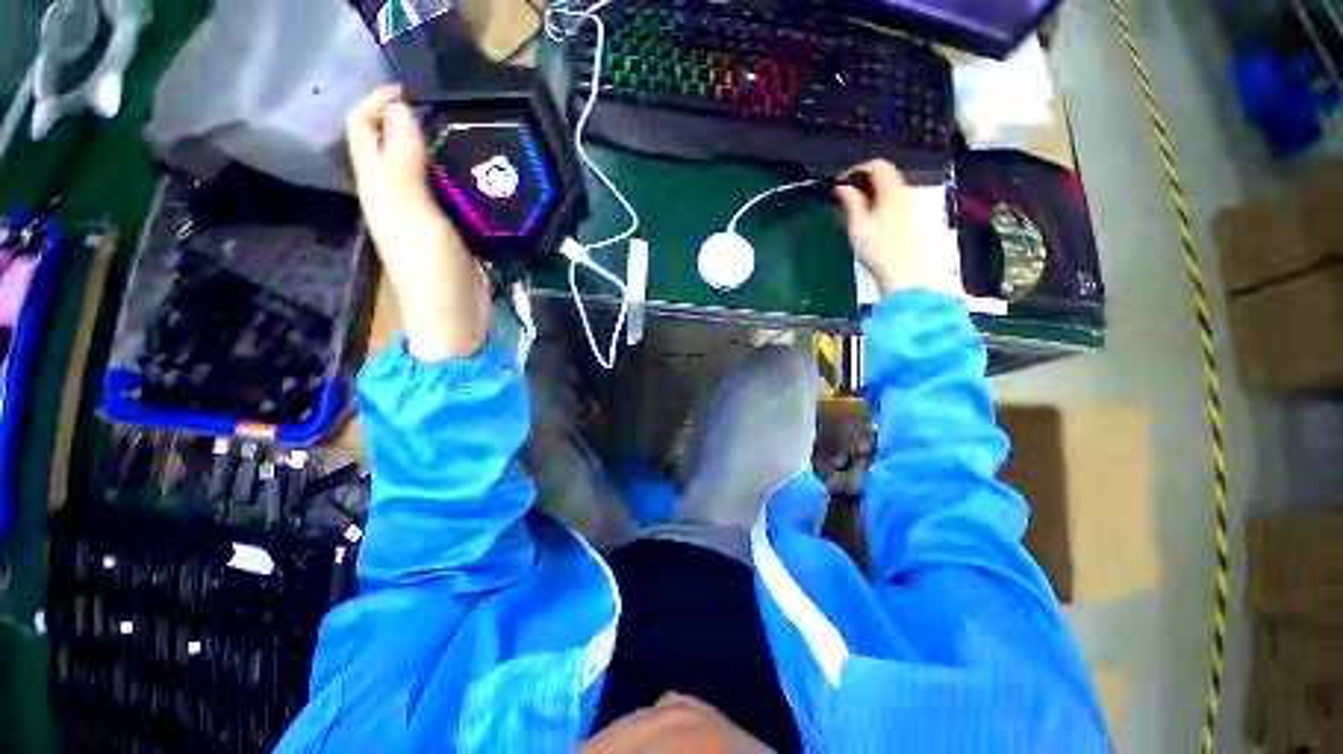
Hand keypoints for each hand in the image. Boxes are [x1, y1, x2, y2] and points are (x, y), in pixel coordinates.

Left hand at [347, 86, 489, 360]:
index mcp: (380, 187)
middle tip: (457, 116)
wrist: (454, 318)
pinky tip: (484, 175)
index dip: (381, 102)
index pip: (364, 127)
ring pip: (425, 165)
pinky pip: (449, 190)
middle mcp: (396, 194)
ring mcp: (423, 212)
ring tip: (475, 140)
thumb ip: (405, 165)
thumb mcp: (416, 216)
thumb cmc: (431, 272)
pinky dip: (462, 176)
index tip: (419, 92)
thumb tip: (400, 109)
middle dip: (415, 120)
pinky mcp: (449, 228)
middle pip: (394, 142)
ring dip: (443, 147)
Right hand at [835, 160, 937, 295]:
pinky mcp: (904, 214)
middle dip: (861, 177)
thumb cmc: (876, 248)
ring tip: (849, 202)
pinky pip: (889, 195)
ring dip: (868, 187)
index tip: (839, 183)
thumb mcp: (858, 224)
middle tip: (842, 192)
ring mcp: (905, 203)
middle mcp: (902, 192)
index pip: (877, 166)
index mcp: (891, 191)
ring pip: (887, 183)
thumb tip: (841, 187)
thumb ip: (851, 202)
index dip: (856, 170)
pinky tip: (863, 211)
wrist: (898, 269)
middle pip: (884, 172)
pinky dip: (875, 196)